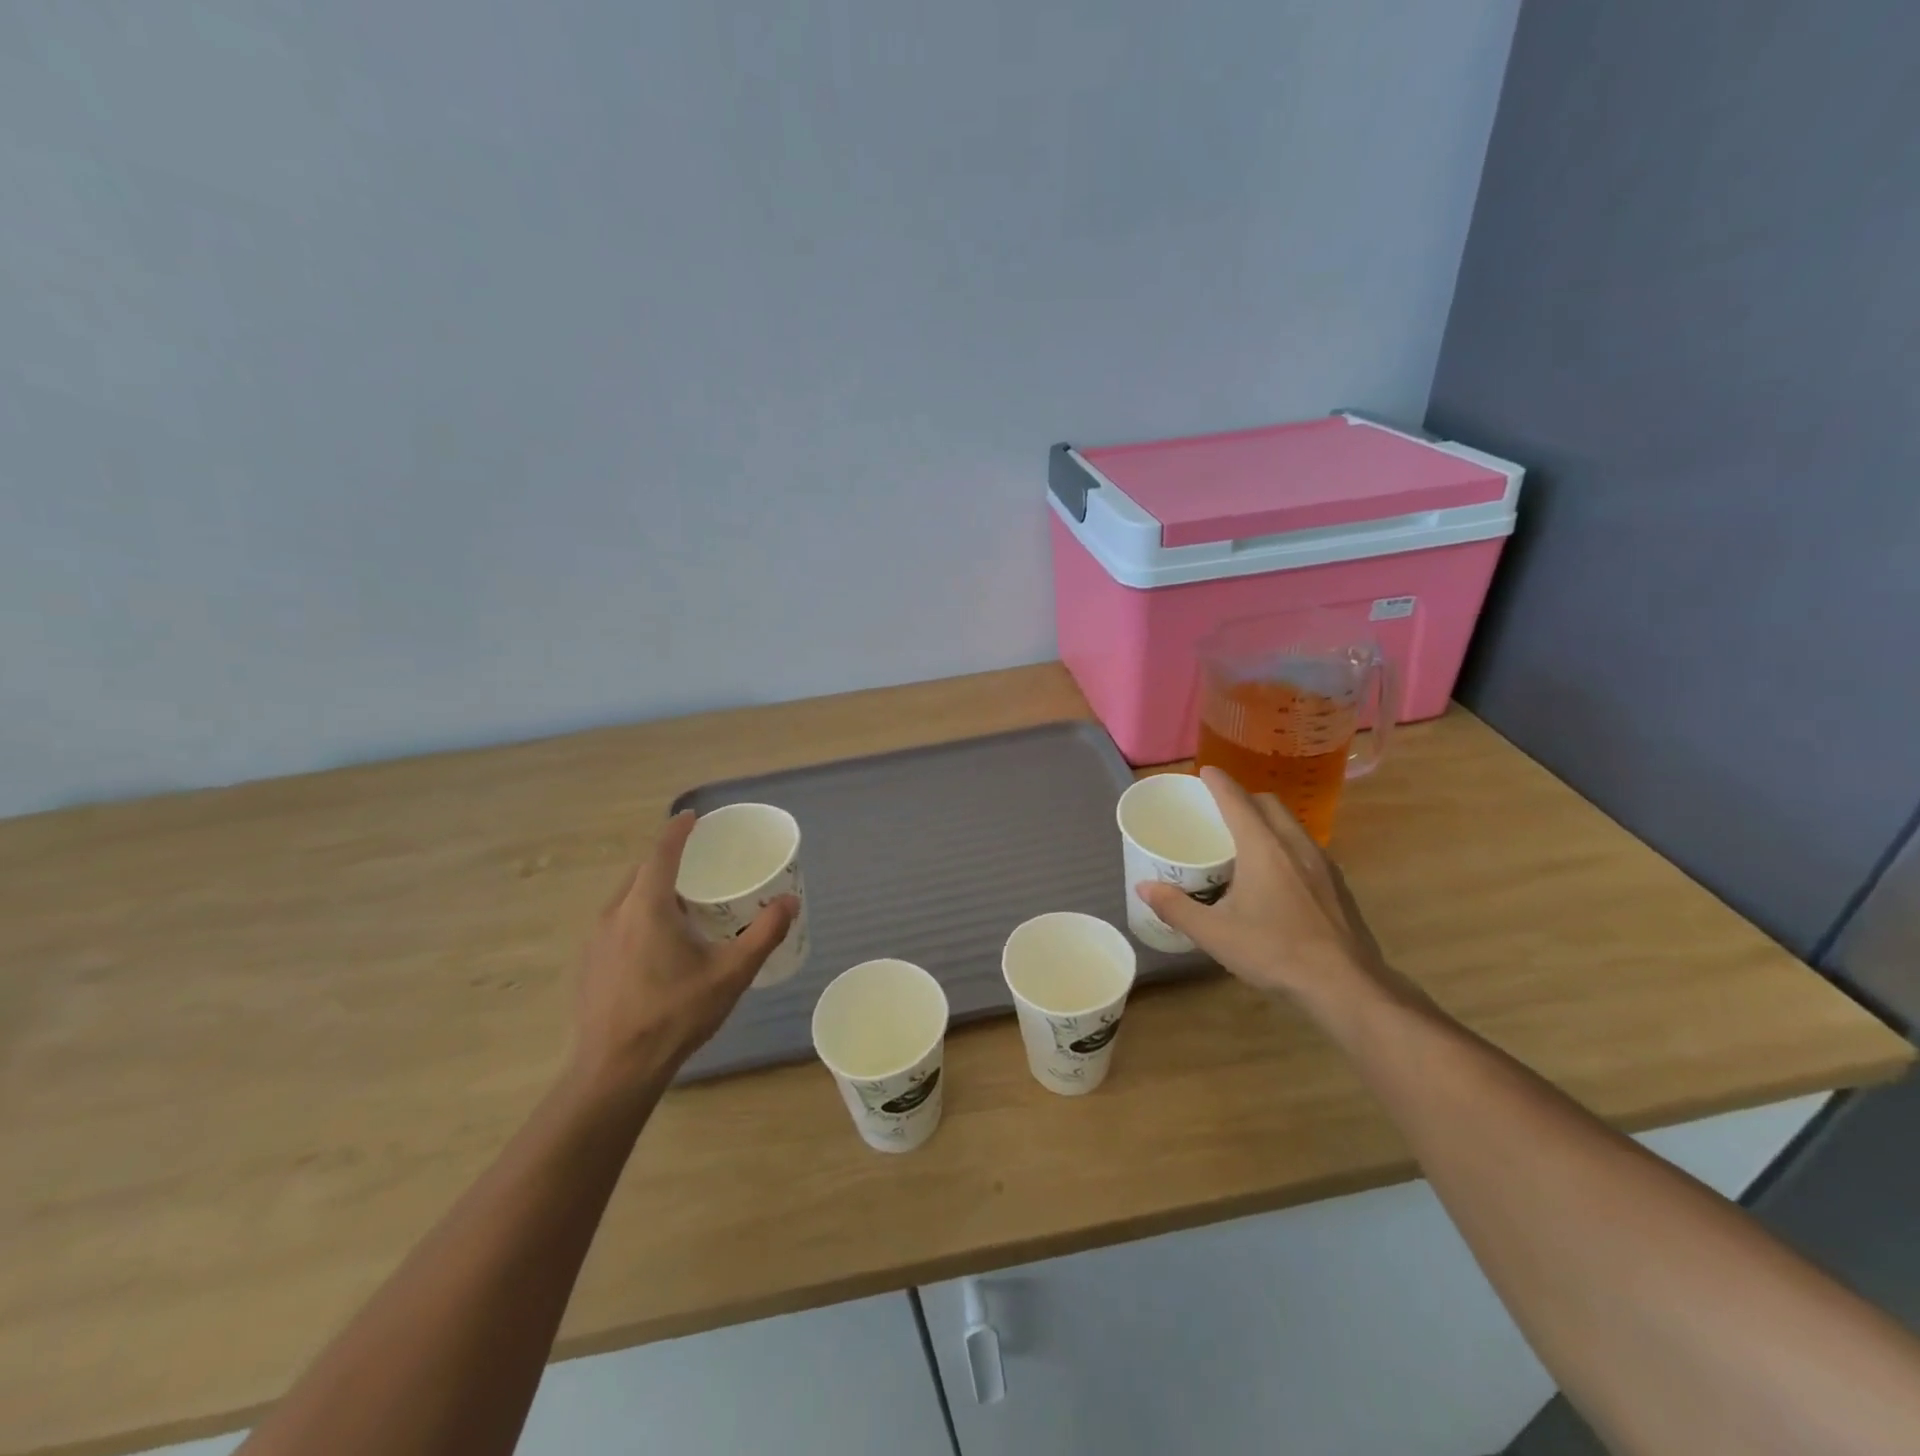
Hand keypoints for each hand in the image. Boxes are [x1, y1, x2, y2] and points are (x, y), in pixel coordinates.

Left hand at [571, 811, 797, 1090]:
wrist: (615, 1069)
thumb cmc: (676, 1014)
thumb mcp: (731, 973)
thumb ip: (764, 933)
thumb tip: (790, 901)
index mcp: (647, 906)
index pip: (661, 852)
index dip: (678, 830)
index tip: (693, 816)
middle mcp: (615, 913)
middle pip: (642, 872)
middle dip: (668, 859)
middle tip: (699, 861)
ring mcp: (597, 939)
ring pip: (627, 897)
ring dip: (653, 889)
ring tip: (684, 900)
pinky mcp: (590, 963)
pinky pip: (618, 921)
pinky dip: (640, 913)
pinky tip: (659, 942)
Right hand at [1137, 769, 1409, 1016]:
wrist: (1345, 985)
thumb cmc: (1274, 951)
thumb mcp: (1214, 934)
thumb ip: (1176, 907)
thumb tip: (1144, 887)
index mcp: (1263, 847)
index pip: (1237, 800)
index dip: (1218, 782)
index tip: (1204, 772)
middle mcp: (1295, 845)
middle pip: (1269, 804)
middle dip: (1244, 798)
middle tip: (1220, 810)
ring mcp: (1322, 864)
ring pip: (1291, 825)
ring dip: (1267, 821)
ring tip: (1245, 842)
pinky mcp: (1337, 885)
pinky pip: (1305, 849)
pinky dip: (1285, 845)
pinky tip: (1276, 877)